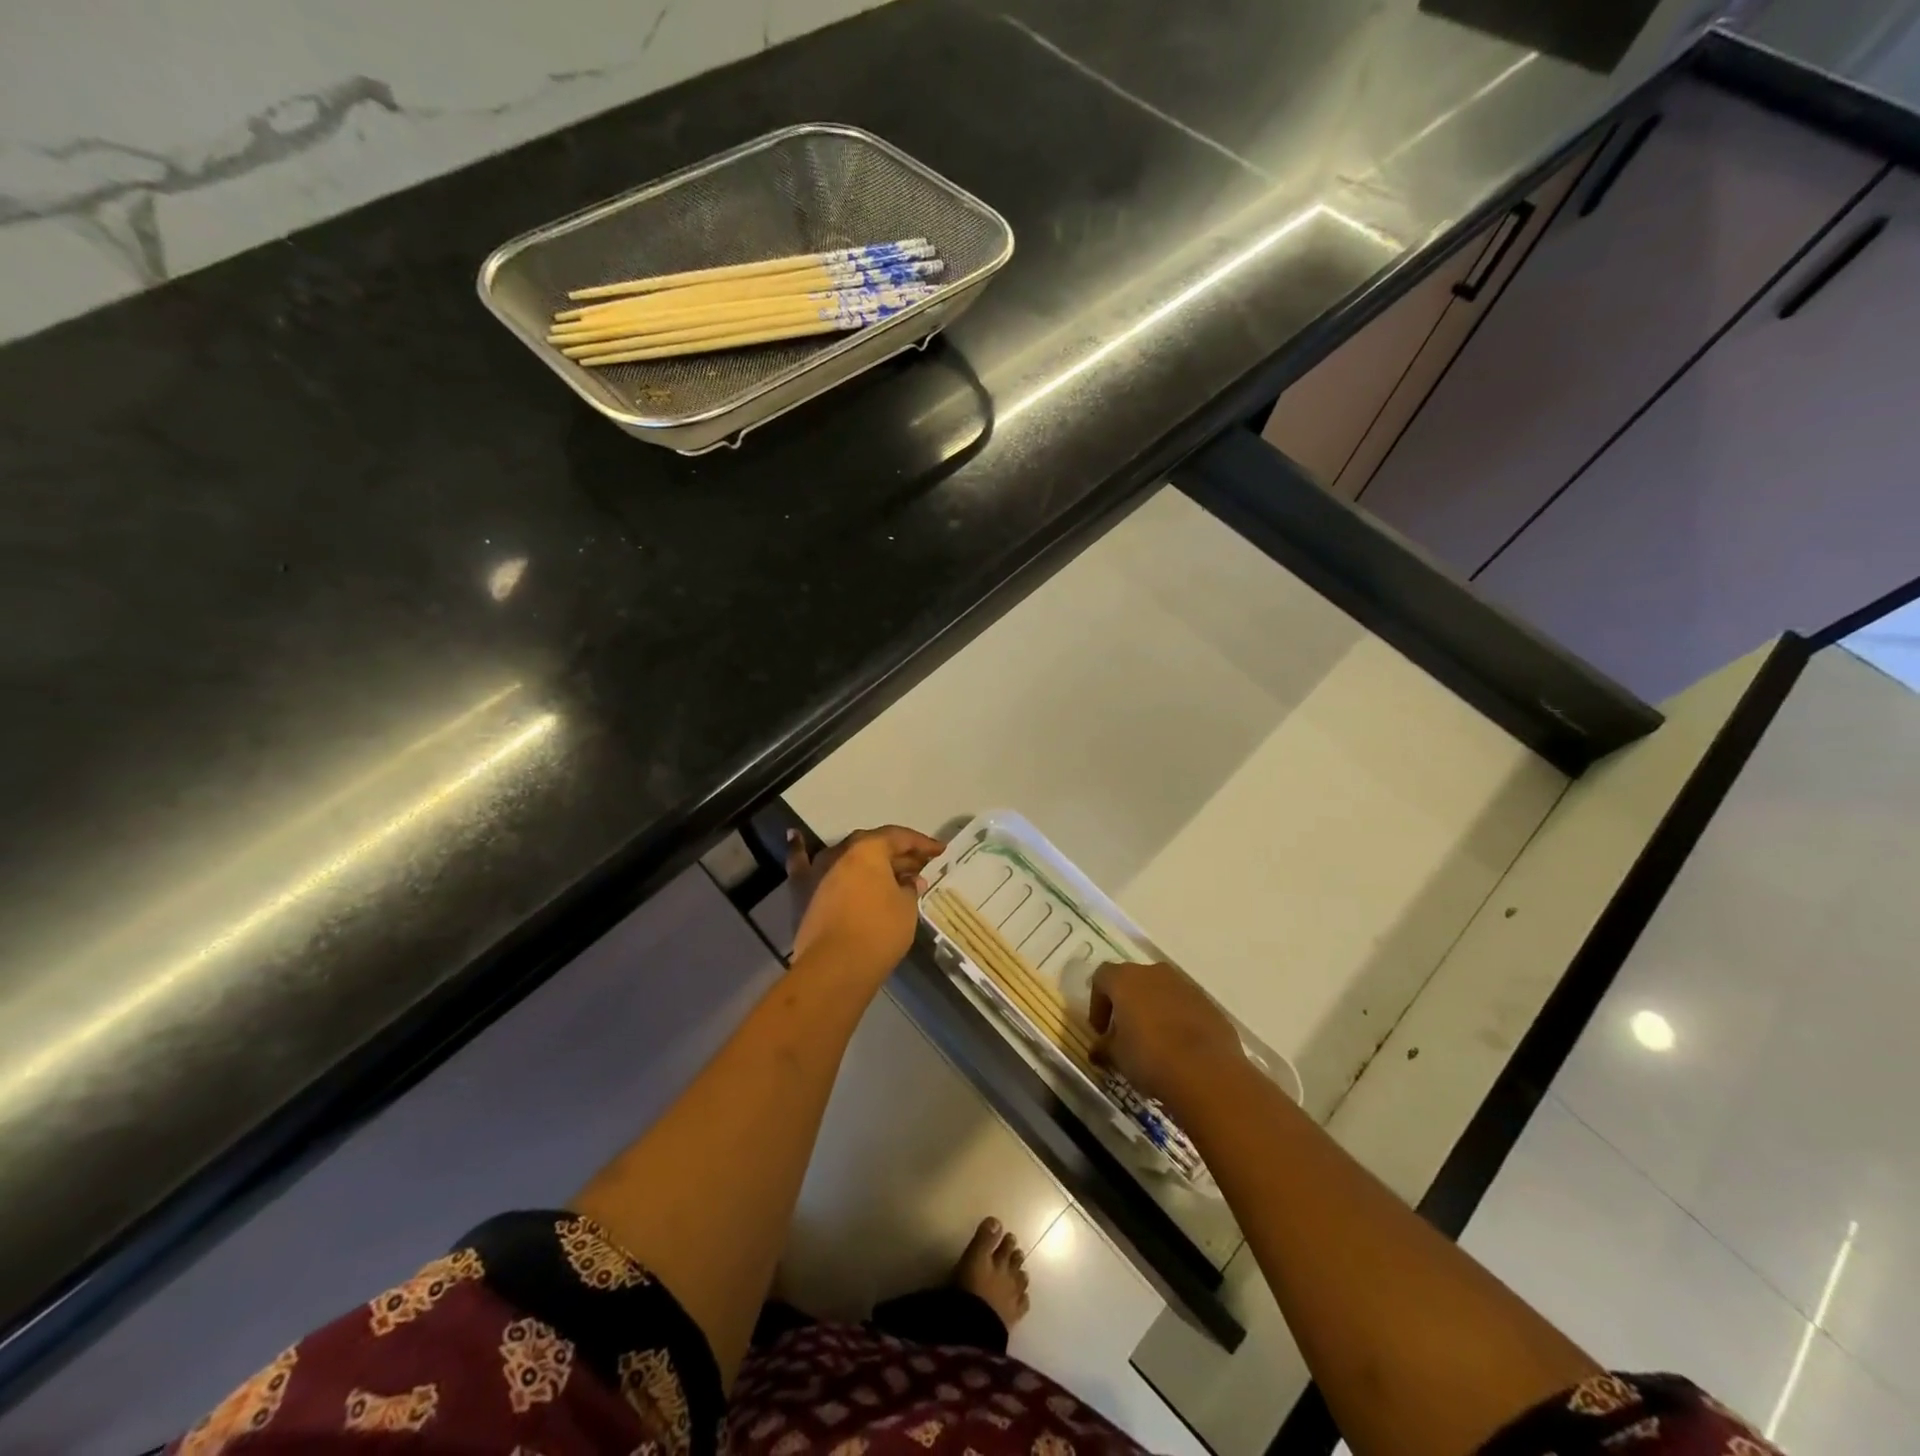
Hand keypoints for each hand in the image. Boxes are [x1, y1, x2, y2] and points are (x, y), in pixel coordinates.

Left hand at [787, 826, 945, 989]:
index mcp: (869, 850)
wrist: (836, 966)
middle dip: (896, 854)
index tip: (939, 851)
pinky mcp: (801, 892)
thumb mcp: (906, 909)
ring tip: (883, 867)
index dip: (921, 844)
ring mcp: (817, 871)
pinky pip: (800, 863)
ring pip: (844, 856)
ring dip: (863, 859)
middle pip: (872, 845)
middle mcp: (840, 853)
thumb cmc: (879, 932)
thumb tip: (910, 881)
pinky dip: (799, 849)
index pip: (899, 838)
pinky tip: (795, 835)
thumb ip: (909, 889)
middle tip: (917, 866)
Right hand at [1089, 959, 1246, 1110]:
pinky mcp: (1209, 1005)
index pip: (1102, 978)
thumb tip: (1098, 1050)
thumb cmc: (1150, 1058)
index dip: (1097, 1003)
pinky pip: (1185, 1007)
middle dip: (1126, 1004)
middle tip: (1124, 1034)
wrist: (1208, 1074)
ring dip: (1153, 1010)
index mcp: (1126, 979)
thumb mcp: (1117, 1057)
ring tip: (1153, 1042)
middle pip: (1133, 981)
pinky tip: (1179, 1048)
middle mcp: (1155, 973)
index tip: (1100, 1031)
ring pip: (1161, 991)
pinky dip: (1177, 1020)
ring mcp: (1185, 986)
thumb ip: (1104, 1048)